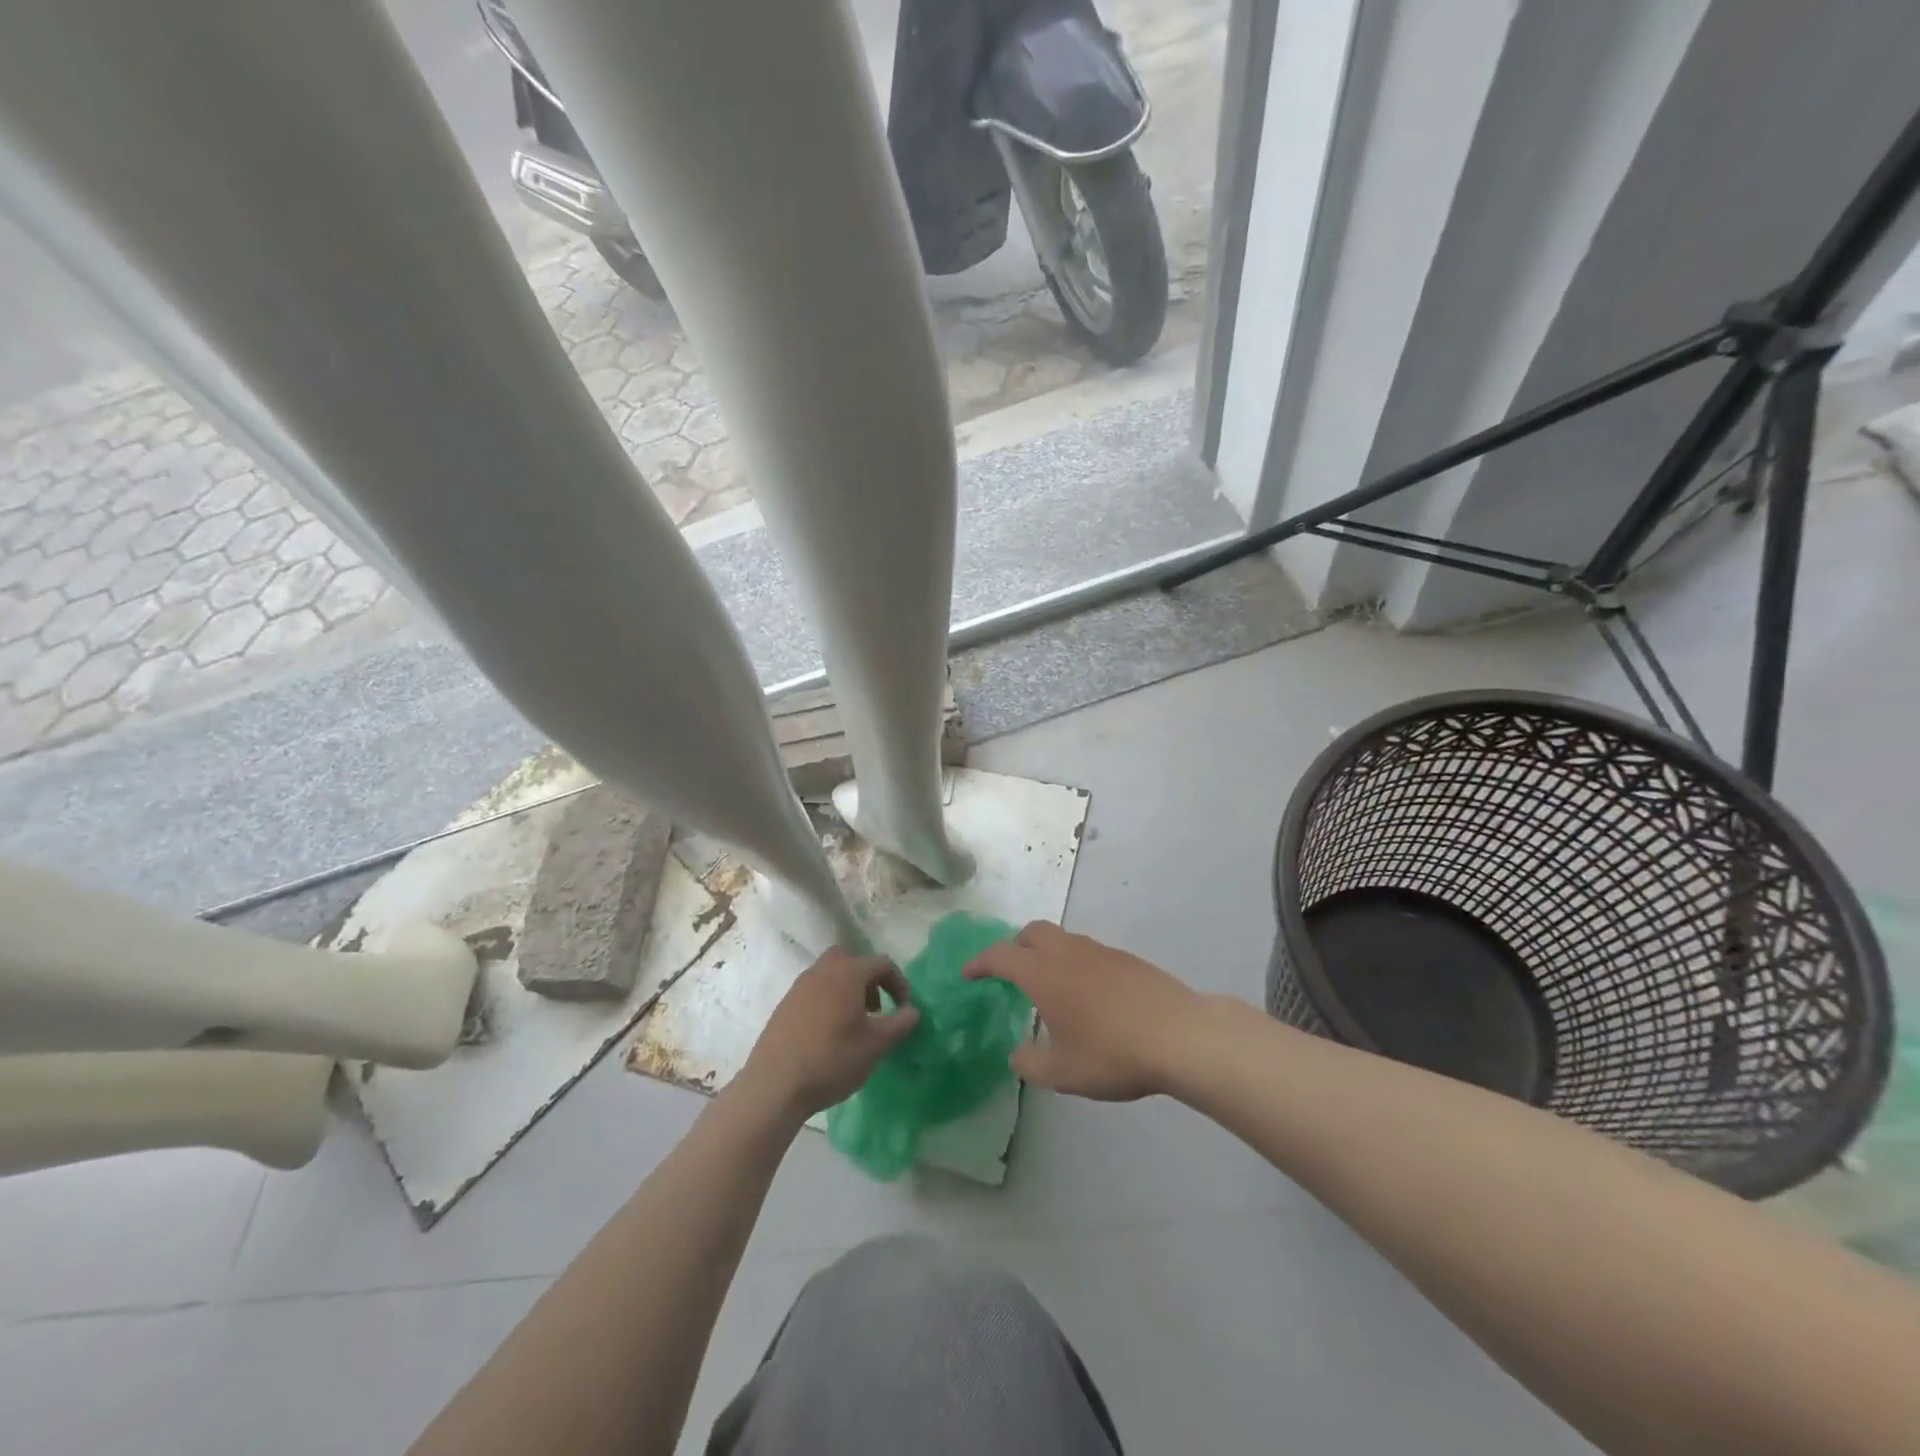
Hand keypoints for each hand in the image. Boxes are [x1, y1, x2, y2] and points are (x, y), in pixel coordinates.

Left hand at [736, 948, 920, 1121]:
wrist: (774, 1085)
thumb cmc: (832, 1060)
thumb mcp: (875, 1045)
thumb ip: (900, 1024)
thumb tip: (913, 1010)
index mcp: (847, 973)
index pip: (882, 963)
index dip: (899, 982)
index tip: (905, 1007)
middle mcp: (822, 971)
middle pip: (851, 959)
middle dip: (868, 978)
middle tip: (876, 1007)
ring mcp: (799, 987)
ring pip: (830, 974)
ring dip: (848, 989)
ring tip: (855, 1022)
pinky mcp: (785, 1005)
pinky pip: (814, 990)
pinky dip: (828, 1000)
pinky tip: (829, 1033)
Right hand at [965, 922, 1203, 1100]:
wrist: (1180, 1035)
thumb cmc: (1113, 1053)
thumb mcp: (1063, 1073)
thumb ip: (1031, 1064)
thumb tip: (1018, 1054)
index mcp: (1043, 973)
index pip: (1001, 955)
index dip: (980, 962)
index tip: (968, 974)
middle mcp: (1068, 953)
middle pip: (1032, 932)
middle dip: (1014, 946)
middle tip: (1008, 972)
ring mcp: (1100, 952)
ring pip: (1063, 939)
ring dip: (1046, 954)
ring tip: (1049, 988)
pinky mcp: (1126, 960)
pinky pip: (1088, 952)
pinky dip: (1074, 964)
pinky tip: (1087, 997)